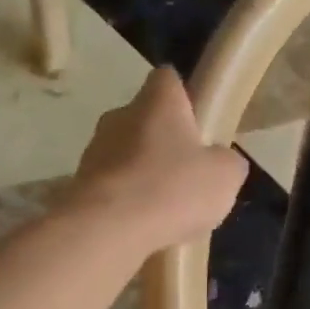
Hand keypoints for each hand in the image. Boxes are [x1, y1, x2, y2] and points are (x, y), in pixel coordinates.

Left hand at [76, 67, 247, 251]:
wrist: (108, 229)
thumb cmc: (173, 189)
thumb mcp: (226, 175)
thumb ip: (228, 161)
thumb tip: (221, 160)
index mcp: (158, 103)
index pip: (169, 79)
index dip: (186, 96)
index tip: (200, 121)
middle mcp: (121, 115)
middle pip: (148, 119)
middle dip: (167, 141)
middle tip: (191, 172)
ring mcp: (95, 150)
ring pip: (129, 153)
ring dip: (147, 173)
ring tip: (169, 208)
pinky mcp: (81, 184)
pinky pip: (114, 185)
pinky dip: (130, 200)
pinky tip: (146, 224)